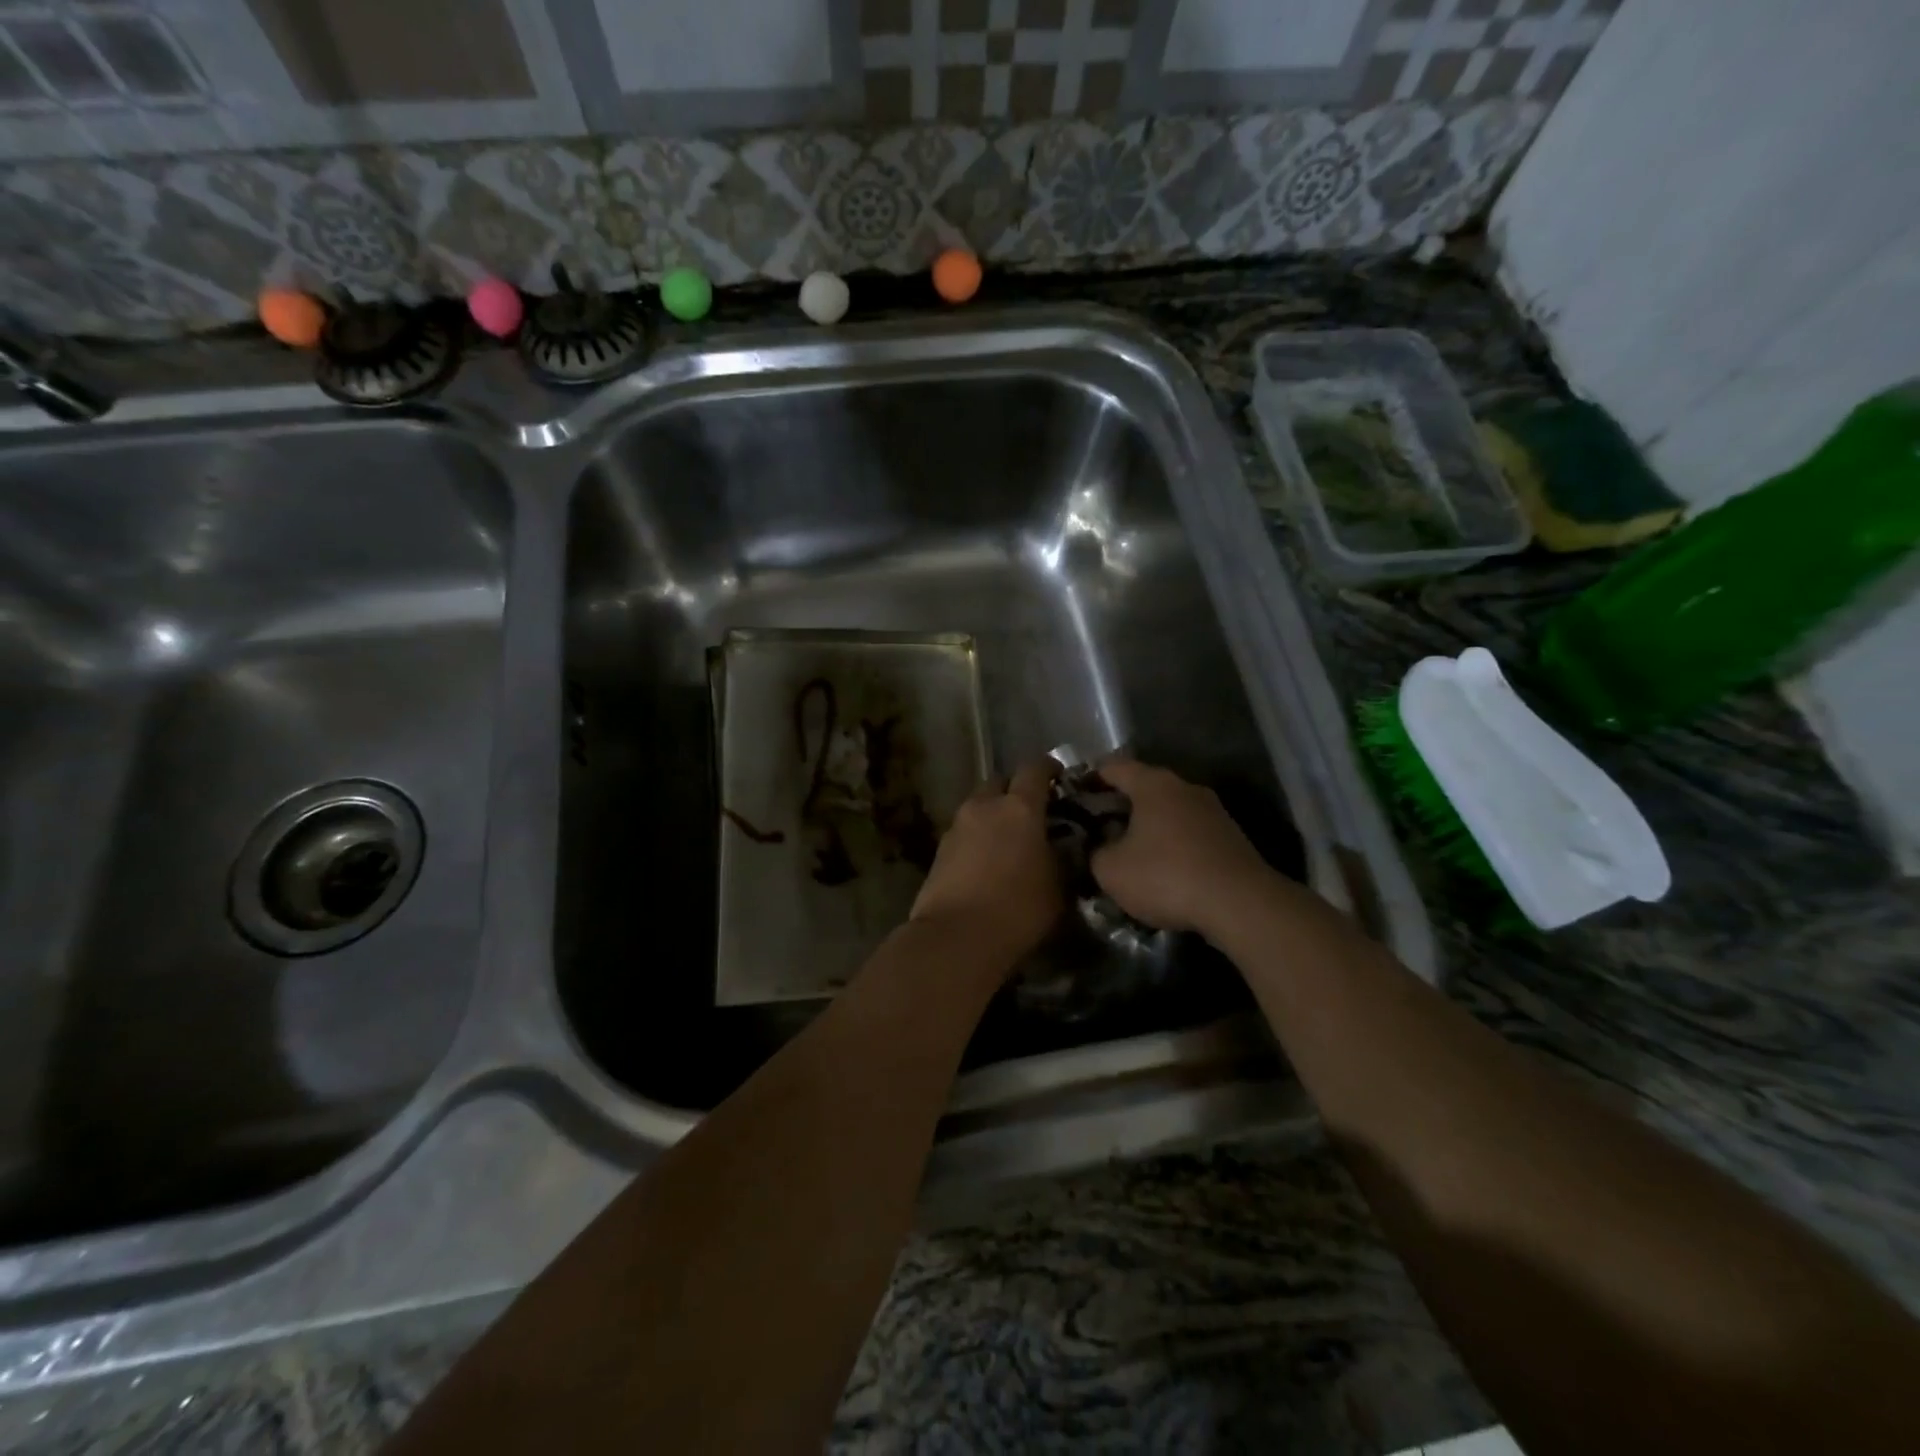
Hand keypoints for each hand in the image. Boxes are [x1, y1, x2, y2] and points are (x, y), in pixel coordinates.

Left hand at [911, 760, 1062, 965]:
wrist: (956, 937)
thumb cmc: (1018, 909)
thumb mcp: (1058, 886)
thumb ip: (1061, 857)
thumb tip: (1061, 847)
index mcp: (1019, 807)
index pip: (1035, 769)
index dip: (1049, 768)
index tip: (1060, 777)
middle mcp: (984, 806)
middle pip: (1000, 782)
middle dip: (1015, 790)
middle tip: (1032, 812)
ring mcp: (957, 826)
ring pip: (979, 806)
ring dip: (993, 815)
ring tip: (1009, 840)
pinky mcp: (939, 850)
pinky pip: (964, 831)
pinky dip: (977, 837)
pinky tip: (987, 861)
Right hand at [1090, 759, 1272, 934]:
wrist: (1240, 904)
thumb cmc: (1166, 876)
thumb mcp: (1111, 870)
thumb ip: (1095, 853)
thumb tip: (1099, 849)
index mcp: (1153, 784)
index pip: (1112, 767)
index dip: (1089, 779)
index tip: (1073, 798)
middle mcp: (1185, 787)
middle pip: (1143, 787)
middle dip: (1118, 806)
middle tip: (1097, 829)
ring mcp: (1213, 810)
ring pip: (1168, 811)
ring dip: (1147, 827)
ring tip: (1129, 853)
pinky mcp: (1230, 837)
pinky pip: (1189, 832)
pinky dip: (1172, 844)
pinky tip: (1163, 870)